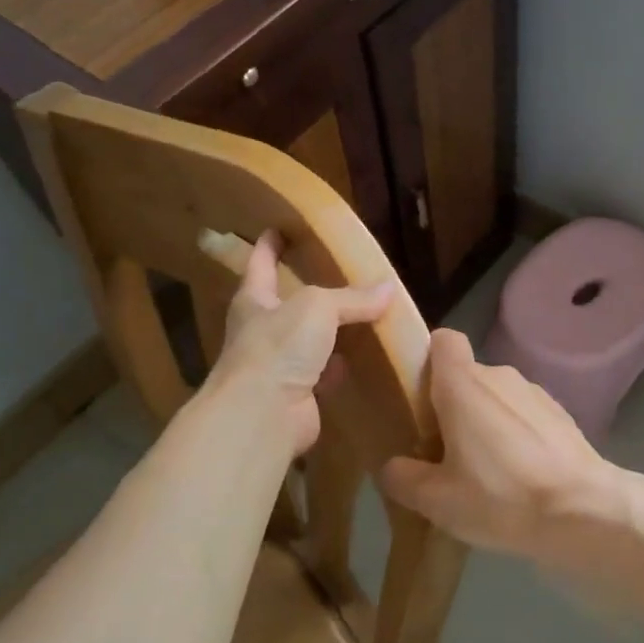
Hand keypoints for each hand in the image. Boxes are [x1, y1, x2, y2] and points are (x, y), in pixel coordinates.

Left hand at [208, 232, 393, 455]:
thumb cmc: (279, 347)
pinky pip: (321, 374)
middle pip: (285, 304)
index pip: (260, 263)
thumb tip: (389, 288)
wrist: (264, 414)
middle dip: (305, 292)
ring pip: (306, 342)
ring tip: (357, 318)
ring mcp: (276, 366)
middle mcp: (261, 331)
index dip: (269, 245)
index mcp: (254, 300)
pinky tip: (358, 361)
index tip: (277, 228)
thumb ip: (352, 298)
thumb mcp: (318, 307)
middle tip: (332, 275)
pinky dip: (338, 368)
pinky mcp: (295, 396)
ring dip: (327, 333)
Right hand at [378, 328, 626, 572]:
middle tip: (442, 451)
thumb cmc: (501, 497)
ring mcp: (535, 392)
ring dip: (484, 421)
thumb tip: (393, 467)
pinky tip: (518, 475)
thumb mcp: (437, 501)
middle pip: (465, 375)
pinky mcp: (560, 414)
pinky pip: (523, 414)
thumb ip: (404, 478)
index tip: (418, 395)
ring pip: (496, 396)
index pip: (443, 341)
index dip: (427, 359)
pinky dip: (514, 434)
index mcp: (463, 385)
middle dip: (451, 405)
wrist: (584, 512)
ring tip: (483, 470)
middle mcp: (499, 375)